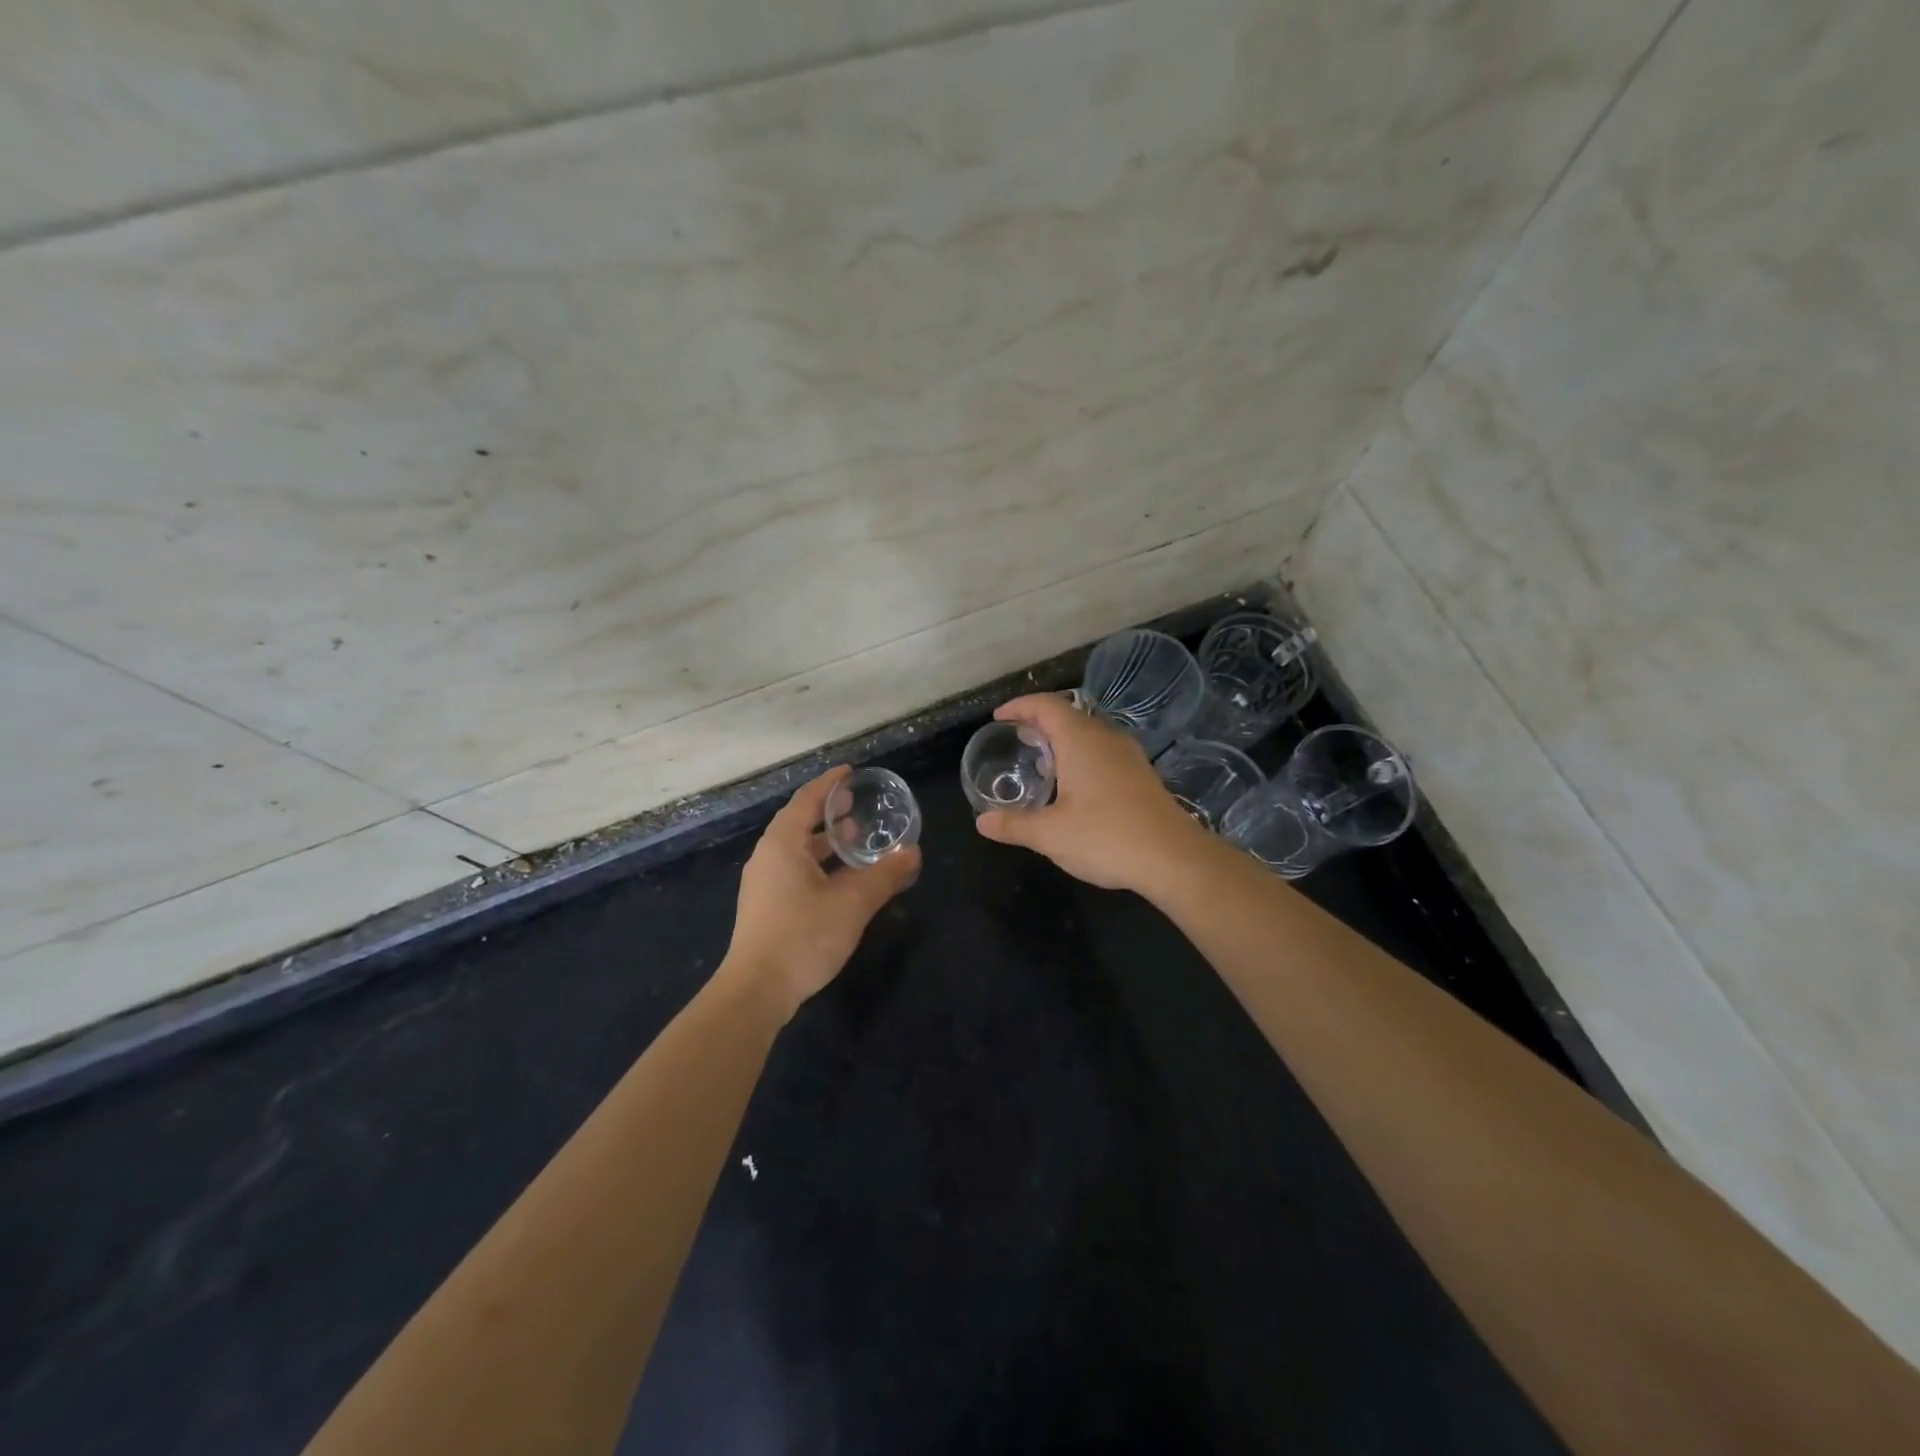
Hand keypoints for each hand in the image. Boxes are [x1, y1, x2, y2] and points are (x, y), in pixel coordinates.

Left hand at [723, 766, 921, 1020]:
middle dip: (827, 809)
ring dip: (823, 838)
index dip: (829, 784)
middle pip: (798, 821)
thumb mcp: (852, 904)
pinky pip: (793, 867)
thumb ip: (885, 876)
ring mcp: (763, 882)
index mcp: (783, 844)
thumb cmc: (803, 937)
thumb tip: (914, 853)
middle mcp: (768, 856)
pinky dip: (817, 860)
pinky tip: (838, 876)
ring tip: (853, 836)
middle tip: (856, 802)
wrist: (757, 990)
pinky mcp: (765, 905)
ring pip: (795, 847)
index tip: (850, 772)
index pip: (806, 800)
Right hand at [975, 693, 1212, 892]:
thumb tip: (982, 822)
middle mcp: (1105, 738)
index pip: (1046, 705)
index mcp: (1080, 740)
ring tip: (1040, 763)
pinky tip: (1073, 787)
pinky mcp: (1141, 775)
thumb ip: (1014, 825)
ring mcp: (1128, 756)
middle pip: (1068, 716)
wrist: (1174, 858)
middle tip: (1016, 740)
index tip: (998, 718)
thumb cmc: (1106, 837)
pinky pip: (1103, 752)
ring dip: (1062, 741)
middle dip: (1039, 723)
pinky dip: (1080, 757)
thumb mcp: (1050, 835)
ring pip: (1088, 734)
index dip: (1019, 706)